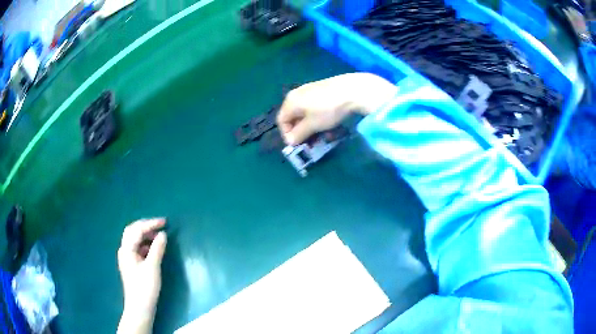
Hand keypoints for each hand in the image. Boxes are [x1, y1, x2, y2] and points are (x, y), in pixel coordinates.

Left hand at [117, 218, 166, 333]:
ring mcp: (127, 258)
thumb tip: (163, 234)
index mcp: (127, 249)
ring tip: (159, 236)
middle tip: (160, 225)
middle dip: (146, 226)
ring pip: (134, 239)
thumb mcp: (152, 267)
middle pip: (132, 231)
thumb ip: (157, 249)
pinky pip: (137, 248)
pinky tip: (154, 249)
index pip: (137, 229)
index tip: (165, 222)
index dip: (151, 224)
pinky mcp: (131, 264)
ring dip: (146, 235)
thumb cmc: (145, 287)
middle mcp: (124, 250)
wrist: (139, 307)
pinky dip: (145, 244)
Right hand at [277, 73, 396, 144]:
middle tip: (312, 142)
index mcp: (291, 101)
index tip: (299, 145)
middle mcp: (297, 94)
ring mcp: (309, 91)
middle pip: (293, 117)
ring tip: (324, 135)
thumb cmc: (328, 109)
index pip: (282, 121)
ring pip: (305, 113)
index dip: (288, 135)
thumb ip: (299, 134)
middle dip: (302, 132)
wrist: (352, 90)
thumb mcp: (313, 125)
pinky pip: (314, 107)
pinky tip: (330, 124)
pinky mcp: (322, 90)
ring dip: (312, 127)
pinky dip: (319, 118)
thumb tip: (290, 141)